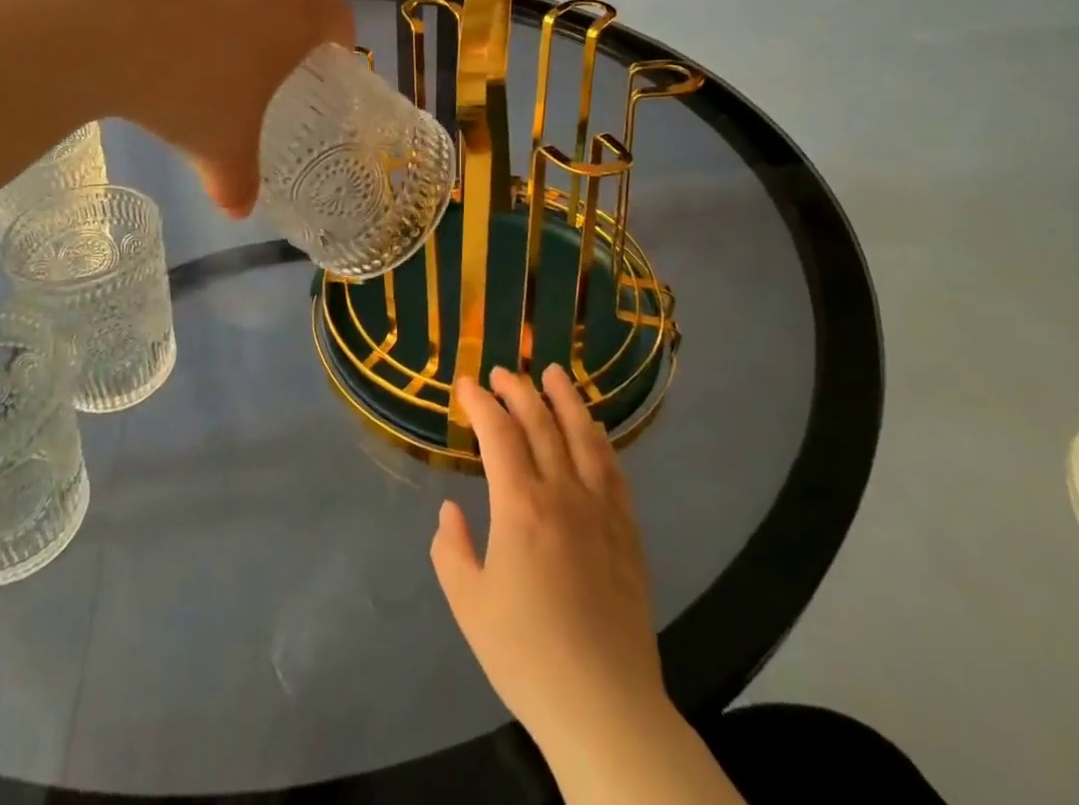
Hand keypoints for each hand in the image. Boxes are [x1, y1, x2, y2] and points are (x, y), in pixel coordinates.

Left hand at [104, 0, 353, 215]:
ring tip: (217, 38)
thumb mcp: (218, 148)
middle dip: (296, 10)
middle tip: (276, 49)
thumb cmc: (186, 89)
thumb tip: (238, 210)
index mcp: (294, 19)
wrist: (105, 28)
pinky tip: (168, 23)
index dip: (340, 36)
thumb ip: (236, 182)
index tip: (329, 56)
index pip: (338, 16)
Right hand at [430, 365, 668, 758]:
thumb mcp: (468, 604)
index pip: (498, 434)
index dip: (480, 403)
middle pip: (541, 423)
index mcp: (520, 506)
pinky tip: (592, 430)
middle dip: (518, 390)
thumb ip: (451, 549)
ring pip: (583, 436)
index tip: (466, 385)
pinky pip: (613, 470)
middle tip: (502, 372)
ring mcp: (601, 510)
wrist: (605, 706)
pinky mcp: (627, 532)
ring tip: (554, 372)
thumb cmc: (526, 655)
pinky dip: (599, 439)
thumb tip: (451, 512)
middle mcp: (563, 494)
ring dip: (566, 399)